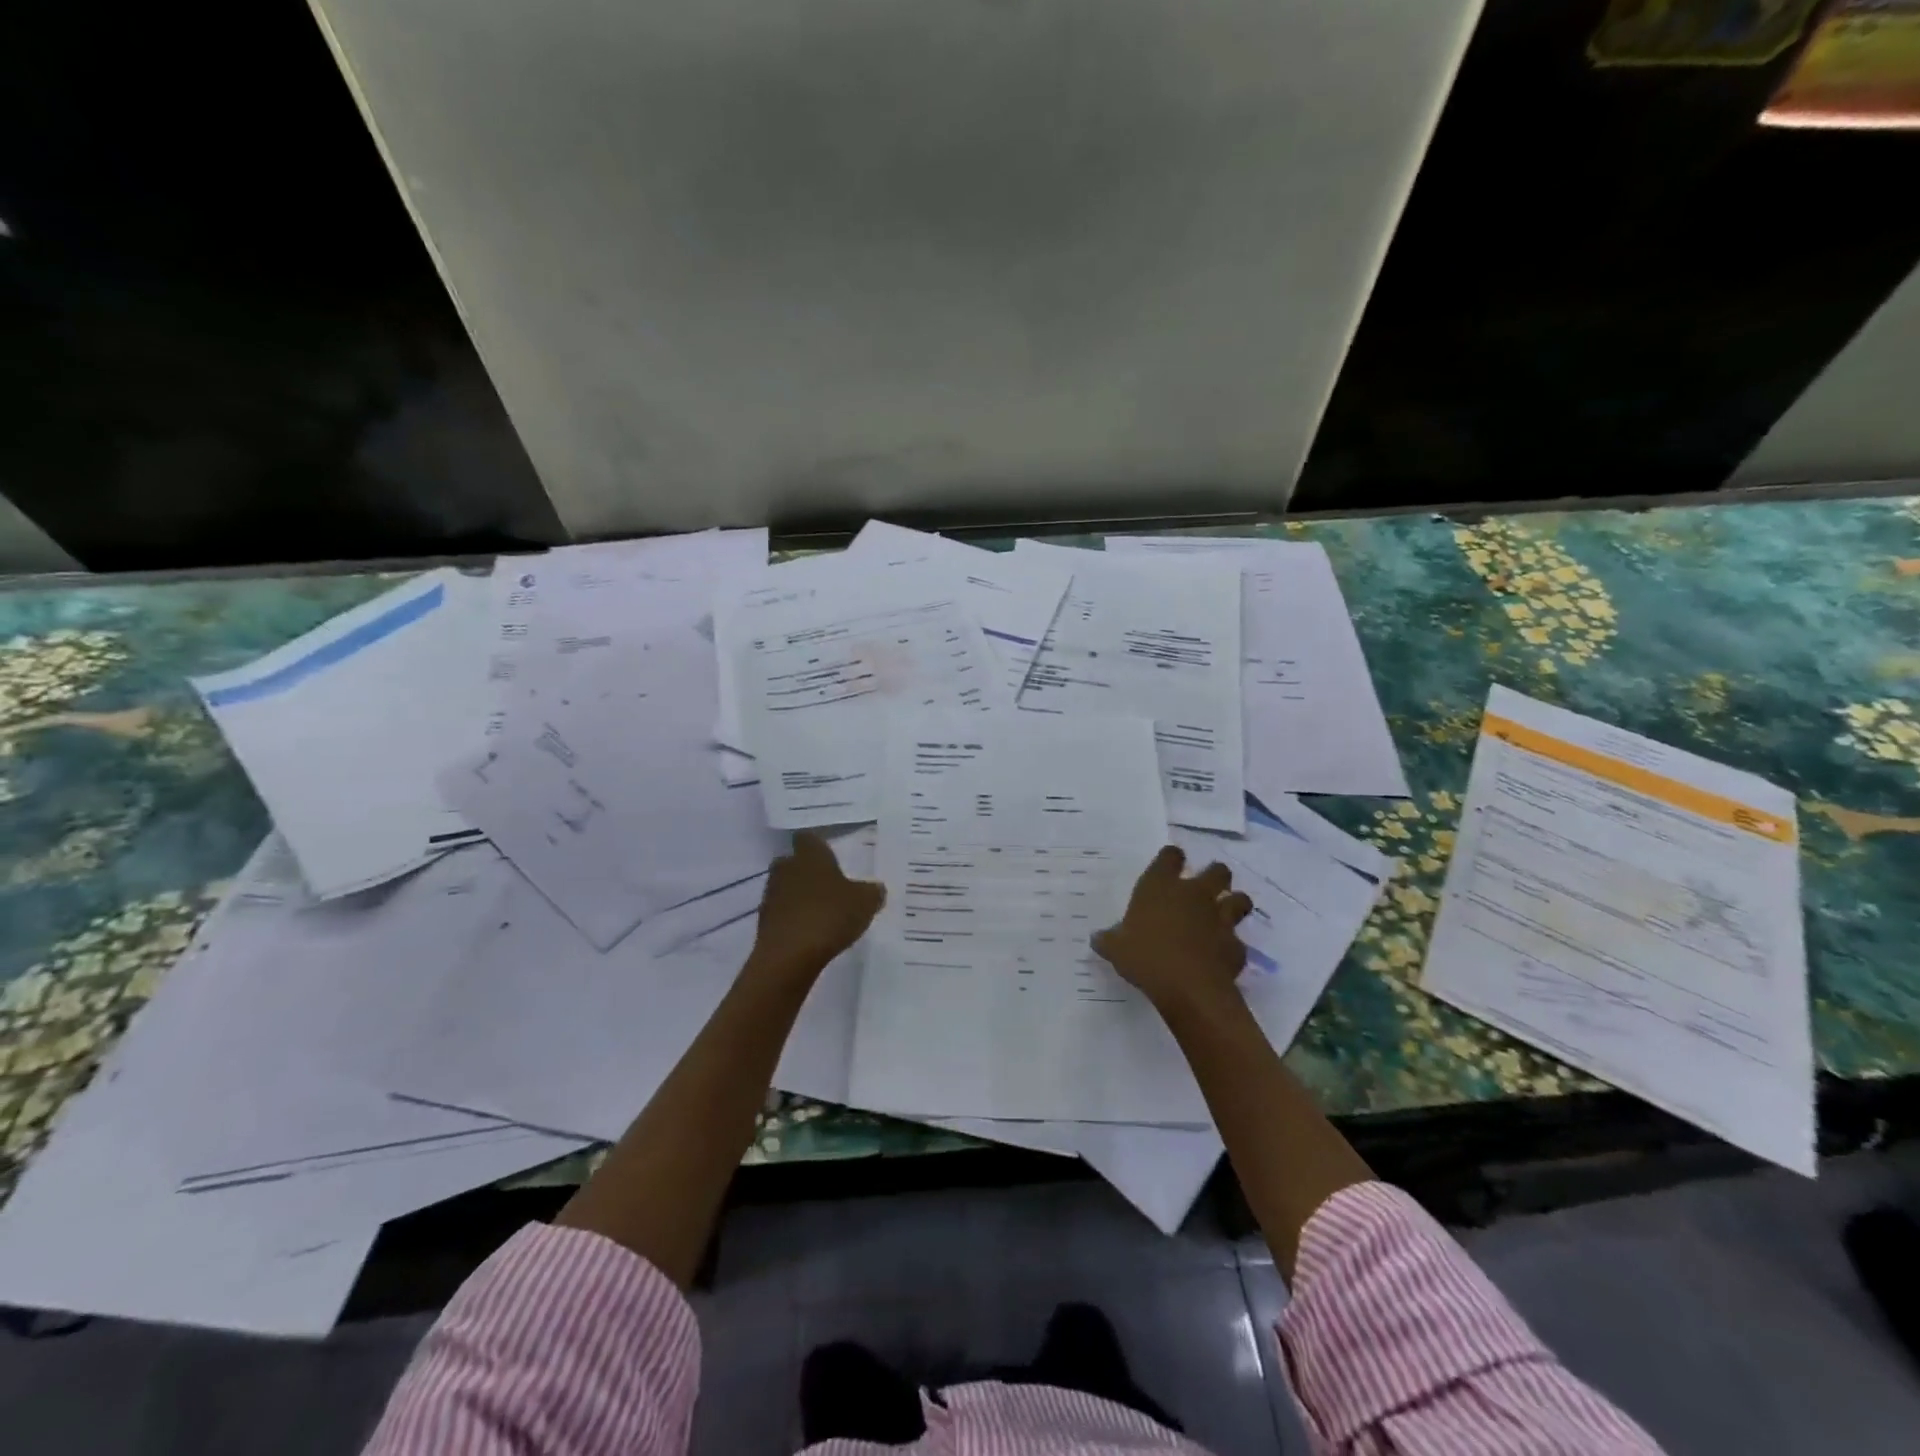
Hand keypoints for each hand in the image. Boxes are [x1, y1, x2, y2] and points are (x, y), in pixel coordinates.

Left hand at [750, 831, 884, 977]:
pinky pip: (782, 913)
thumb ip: (872, 892)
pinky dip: (793, 919)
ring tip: (822, 912)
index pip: (809, 838)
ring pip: (786, 887)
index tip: (831, 856)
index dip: (819, 846)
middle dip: (809, 872)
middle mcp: (786, 868)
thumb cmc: (829, 915)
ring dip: (800, 896)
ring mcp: (771, 895)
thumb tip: (876, 888)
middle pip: (794, 862)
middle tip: (830, 885)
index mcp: (809, 855)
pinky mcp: (764, 922)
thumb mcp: (865, 902)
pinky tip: (810, 932)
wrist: (789, 956)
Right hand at [1092, 846, 1252, 1012]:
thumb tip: (1098, 938)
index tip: (1171, 864)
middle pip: (1217, 871)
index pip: (1171, 856)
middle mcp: (1195, 895)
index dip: (1172, 858)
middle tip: (1206, 887)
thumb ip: (1109, 939)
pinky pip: (1238, 942)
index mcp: (1161, 886)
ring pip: (1240, 900)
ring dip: (1234, 904)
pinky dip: (1232, 947)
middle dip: (1216, 876)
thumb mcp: (1116, 949)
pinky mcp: (1236, 946)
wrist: (1189, 987)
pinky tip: (1222, 956)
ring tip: (1225, 915)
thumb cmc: (1146, 957)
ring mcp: (1220, 919)